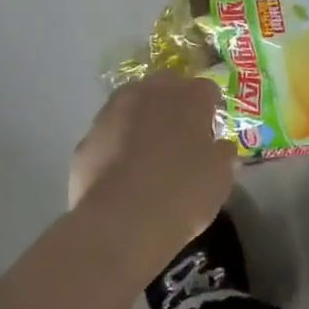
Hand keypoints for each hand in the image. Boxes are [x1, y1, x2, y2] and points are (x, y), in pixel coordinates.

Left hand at [69, 74, 234, 248]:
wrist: (122, 221)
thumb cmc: (184, 192)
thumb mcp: (220, 177)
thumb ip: (221, 154)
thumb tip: (219, 148)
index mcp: (188, 97)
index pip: (206, 89)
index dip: (210, 110)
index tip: (211, 132)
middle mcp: (149, 93)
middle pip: (165, 87)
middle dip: (173, 105)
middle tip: (180, 136)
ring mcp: (112, 113)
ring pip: (131, 106)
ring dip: (141, 121)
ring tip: (147, 154)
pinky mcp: (86, 139)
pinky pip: (109, 135)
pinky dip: (116, 146)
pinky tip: (122, 174)